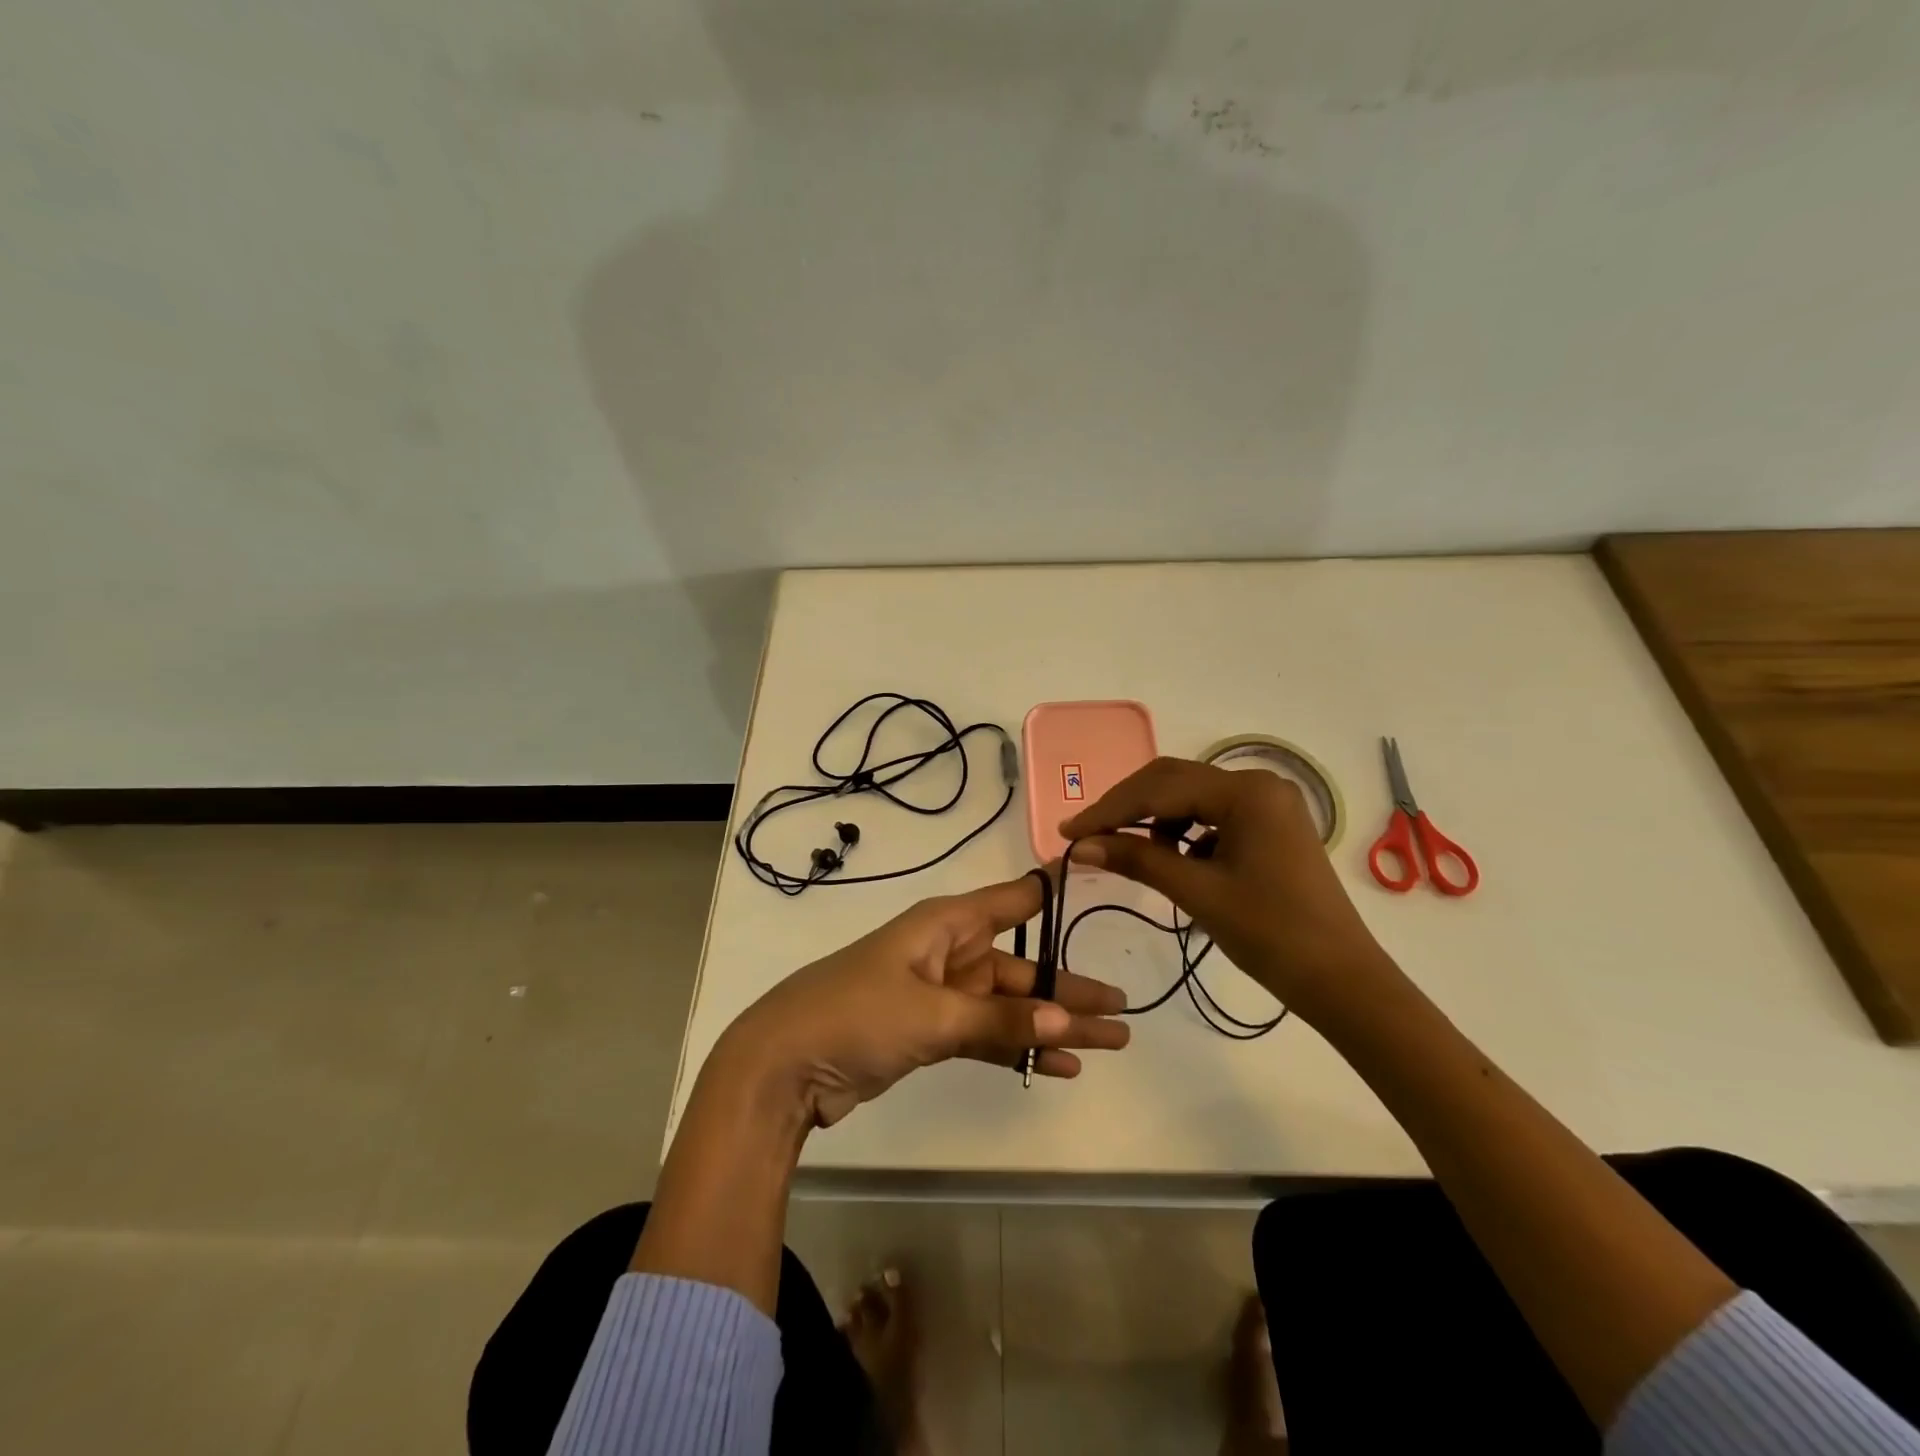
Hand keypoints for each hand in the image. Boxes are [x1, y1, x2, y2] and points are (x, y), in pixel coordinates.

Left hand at [718, 873, 1131, 1129]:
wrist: (783, 1064)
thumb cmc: (857, 1015)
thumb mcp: (932, 1014)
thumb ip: (1000, 1019)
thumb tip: (1069, 1021)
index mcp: (945, 925)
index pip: (1011, 901)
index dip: (1050, 892)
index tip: (1094, 874)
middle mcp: (948, 953)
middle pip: (1021, 968)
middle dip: (1069, 990)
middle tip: (1123, 1011)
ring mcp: (939, 995)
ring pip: (1009, 1006)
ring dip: (1053, 1025)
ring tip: (1108, 1044)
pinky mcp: (930, 1033)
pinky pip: (987, 1035)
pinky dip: (1019, 1047)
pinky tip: (1058, 1066)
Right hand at [1061, 757, 1394, 1024]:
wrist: (1342, 980)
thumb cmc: (1271, 934)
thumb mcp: (1197, 892)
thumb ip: (1137, 859)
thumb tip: (1081, 845)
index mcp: (1246, 791)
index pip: (1160, 788)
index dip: (1109, 809)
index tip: (1068, 833)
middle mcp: (1258, 784)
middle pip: (1174, 783)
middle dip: (1127, 809)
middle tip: (1087, 837)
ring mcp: (1268, 804)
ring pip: (1191, 799)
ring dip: (1154, 822)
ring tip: (1126, 853)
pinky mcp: (1270, 826)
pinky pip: (1212, 817)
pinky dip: (1183, 835)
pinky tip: (1172, 861)